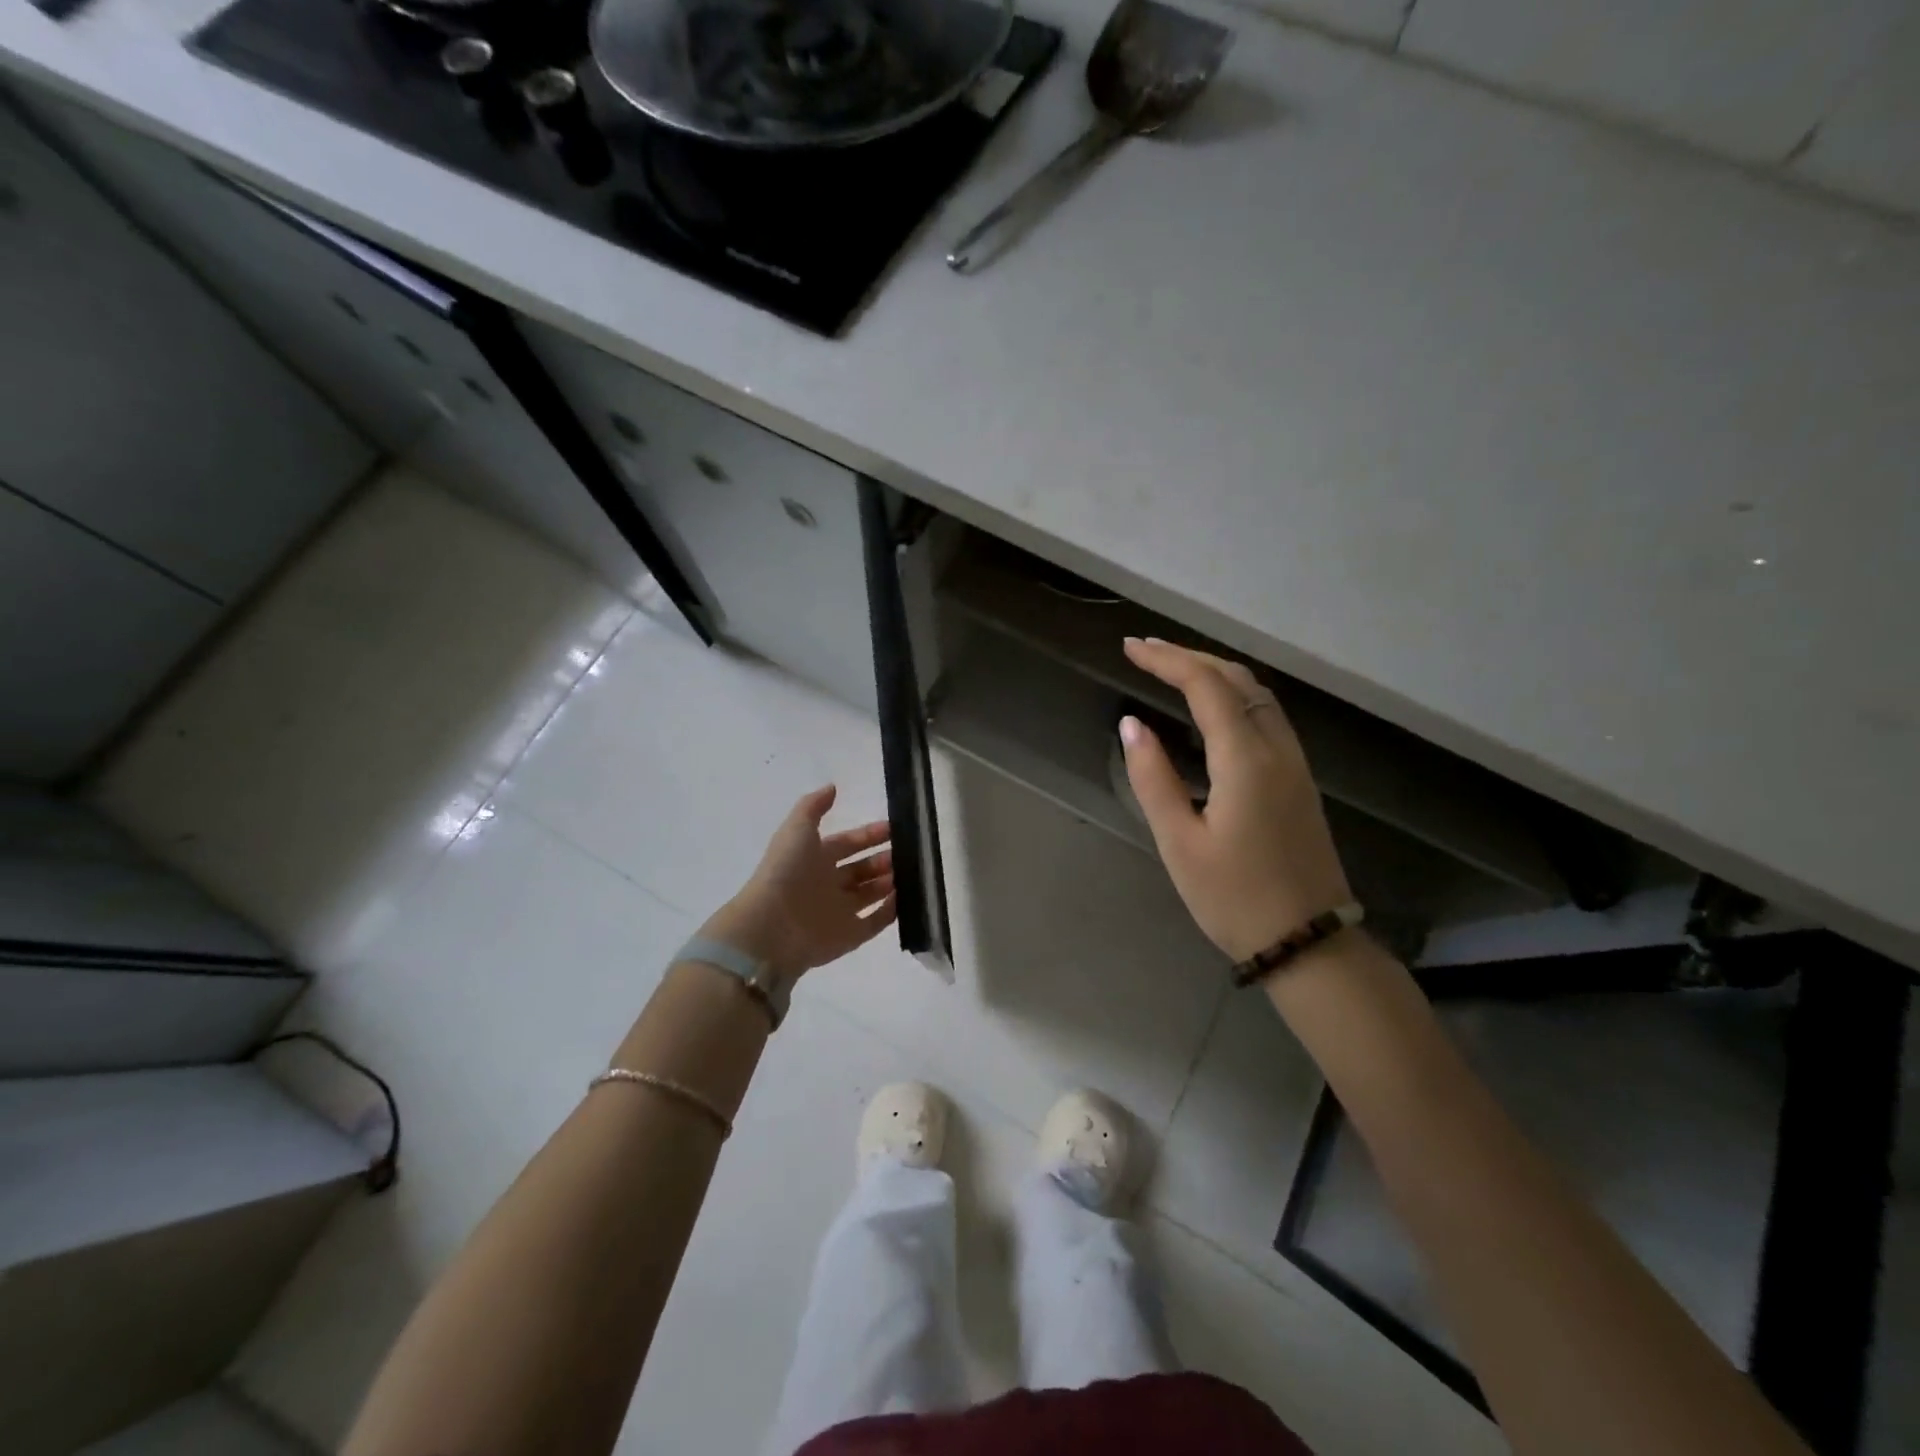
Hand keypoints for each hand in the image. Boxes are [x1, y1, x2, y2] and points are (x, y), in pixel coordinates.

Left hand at [701, 786, 896, 981]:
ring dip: (891, 883)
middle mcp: (827, 884)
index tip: (895, 828)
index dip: (869, 835)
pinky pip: (875, 922)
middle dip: (884, 859)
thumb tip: (832, 787)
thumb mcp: (796, 828)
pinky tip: (908, 897)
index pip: (847, 844)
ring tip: (914, 872)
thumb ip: (814, 806)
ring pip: (871, 894)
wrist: (772, 925)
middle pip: (862, 870)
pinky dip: (892, 911)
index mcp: (814, 858)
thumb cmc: (787, 871)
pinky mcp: (849, 937)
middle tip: (909, 852)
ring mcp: (839, 912)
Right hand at [1120, 638, 1350, 961]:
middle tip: (1145, 651)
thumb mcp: (1179, 842)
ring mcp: (1294, 763)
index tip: (1130, 648)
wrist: (1308, 943)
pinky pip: (1266, 716)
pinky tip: (1211, 708)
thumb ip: (1153, 778)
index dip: (1167, 660)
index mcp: (1246, 760)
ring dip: (1215, 672)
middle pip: (1237, 679)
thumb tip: (1132, 725)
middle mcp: (1277, 749)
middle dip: (1190, 657)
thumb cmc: (1234, 898)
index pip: (1206, 686)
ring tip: (1172, 669)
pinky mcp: (1299, 780)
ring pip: (1258, 694)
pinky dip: (1234, 695)